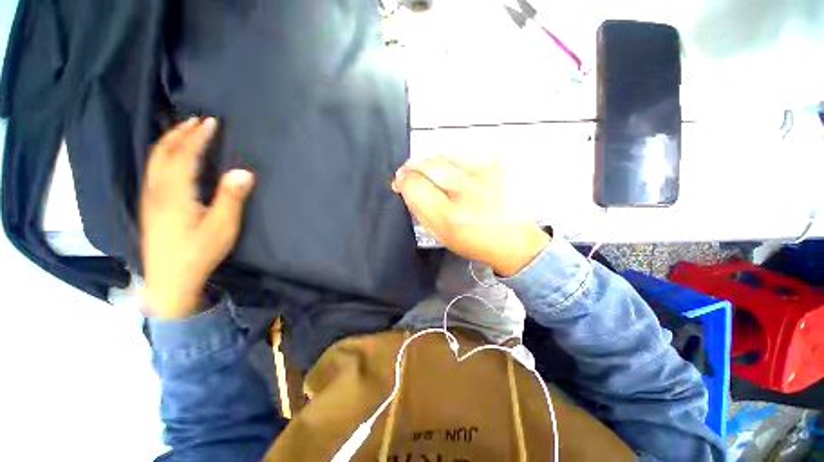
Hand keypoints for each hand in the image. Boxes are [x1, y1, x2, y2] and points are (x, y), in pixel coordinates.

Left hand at [141, 118, 254, 318]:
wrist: (169, 280)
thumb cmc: (199, 253)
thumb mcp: (222, 228)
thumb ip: (231, 198)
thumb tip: (244, 172)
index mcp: (175, 193)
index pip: (185, 156)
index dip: (198, 137)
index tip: (212, 122)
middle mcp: (157, 190)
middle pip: (164, 152)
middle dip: (180, 132)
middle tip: (197, 120)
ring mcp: (151, 198)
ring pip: (155, 160)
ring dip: (170, 141)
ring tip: (185, 131)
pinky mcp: (151, 206)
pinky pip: (154, 170)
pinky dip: (163, 154)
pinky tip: (172, 157)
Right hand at [391, 155, 549, 276]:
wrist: (512, 239)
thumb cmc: (473, 241)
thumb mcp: (440, 233)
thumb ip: (419, 208)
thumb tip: (406, 185)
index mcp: (449, 216)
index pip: (414, 185)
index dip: (403, 181)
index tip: (400, 183)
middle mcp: (467, 191)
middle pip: (426, 165)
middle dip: (412, 167)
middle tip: (409, 173)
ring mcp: (484, 172)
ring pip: (442, 154)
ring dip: (430, 162)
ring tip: (430, 171)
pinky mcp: (495, 163)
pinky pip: (460, 153)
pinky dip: (449, 159)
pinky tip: (451, 170)